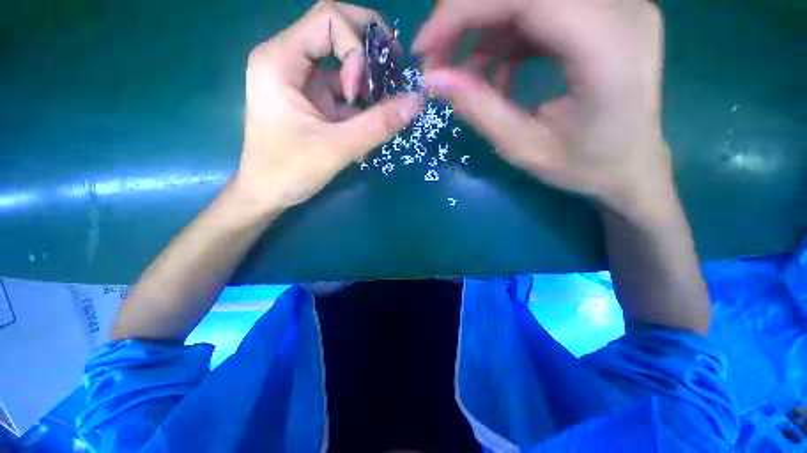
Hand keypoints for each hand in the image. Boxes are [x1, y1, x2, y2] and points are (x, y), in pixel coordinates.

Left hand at [234, 1, 422, 212]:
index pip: (329, 19)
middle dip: (369, 57)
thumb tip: (417, 101)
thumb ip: (378, 124)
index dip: (356, 49)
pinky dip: (359, 109)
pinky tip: (364, 133)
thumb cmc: (289, 171)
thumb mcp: (338, 148)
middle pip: (337, 34)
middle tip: (392, 82)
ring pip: (343, 66)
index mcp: (280, 60)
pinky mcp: (310, 101)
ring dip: (367, 89)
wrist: (267, 194)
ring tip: (379, 117)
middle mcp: (287, 61)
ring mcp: (299, 82)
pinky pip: (341, 92)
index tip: (358, 93)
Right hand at [414, 0, 672, 221]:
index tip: (424, 48)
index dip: (463, 9)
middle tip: (436, 58)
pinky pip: (540, 9)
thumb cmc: (584, 167)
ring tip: (460, 73)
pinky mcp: (603, 13)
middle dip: (465, 14)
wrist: (632, 166)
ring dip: (482, 28)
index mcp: (608, 49)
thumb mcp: (523, 148)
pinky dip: (505, 36)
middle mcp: (621, 9)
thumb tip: (432, 80)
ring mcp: (615, 5)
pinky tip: (494, 73)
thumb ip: (478, 110)